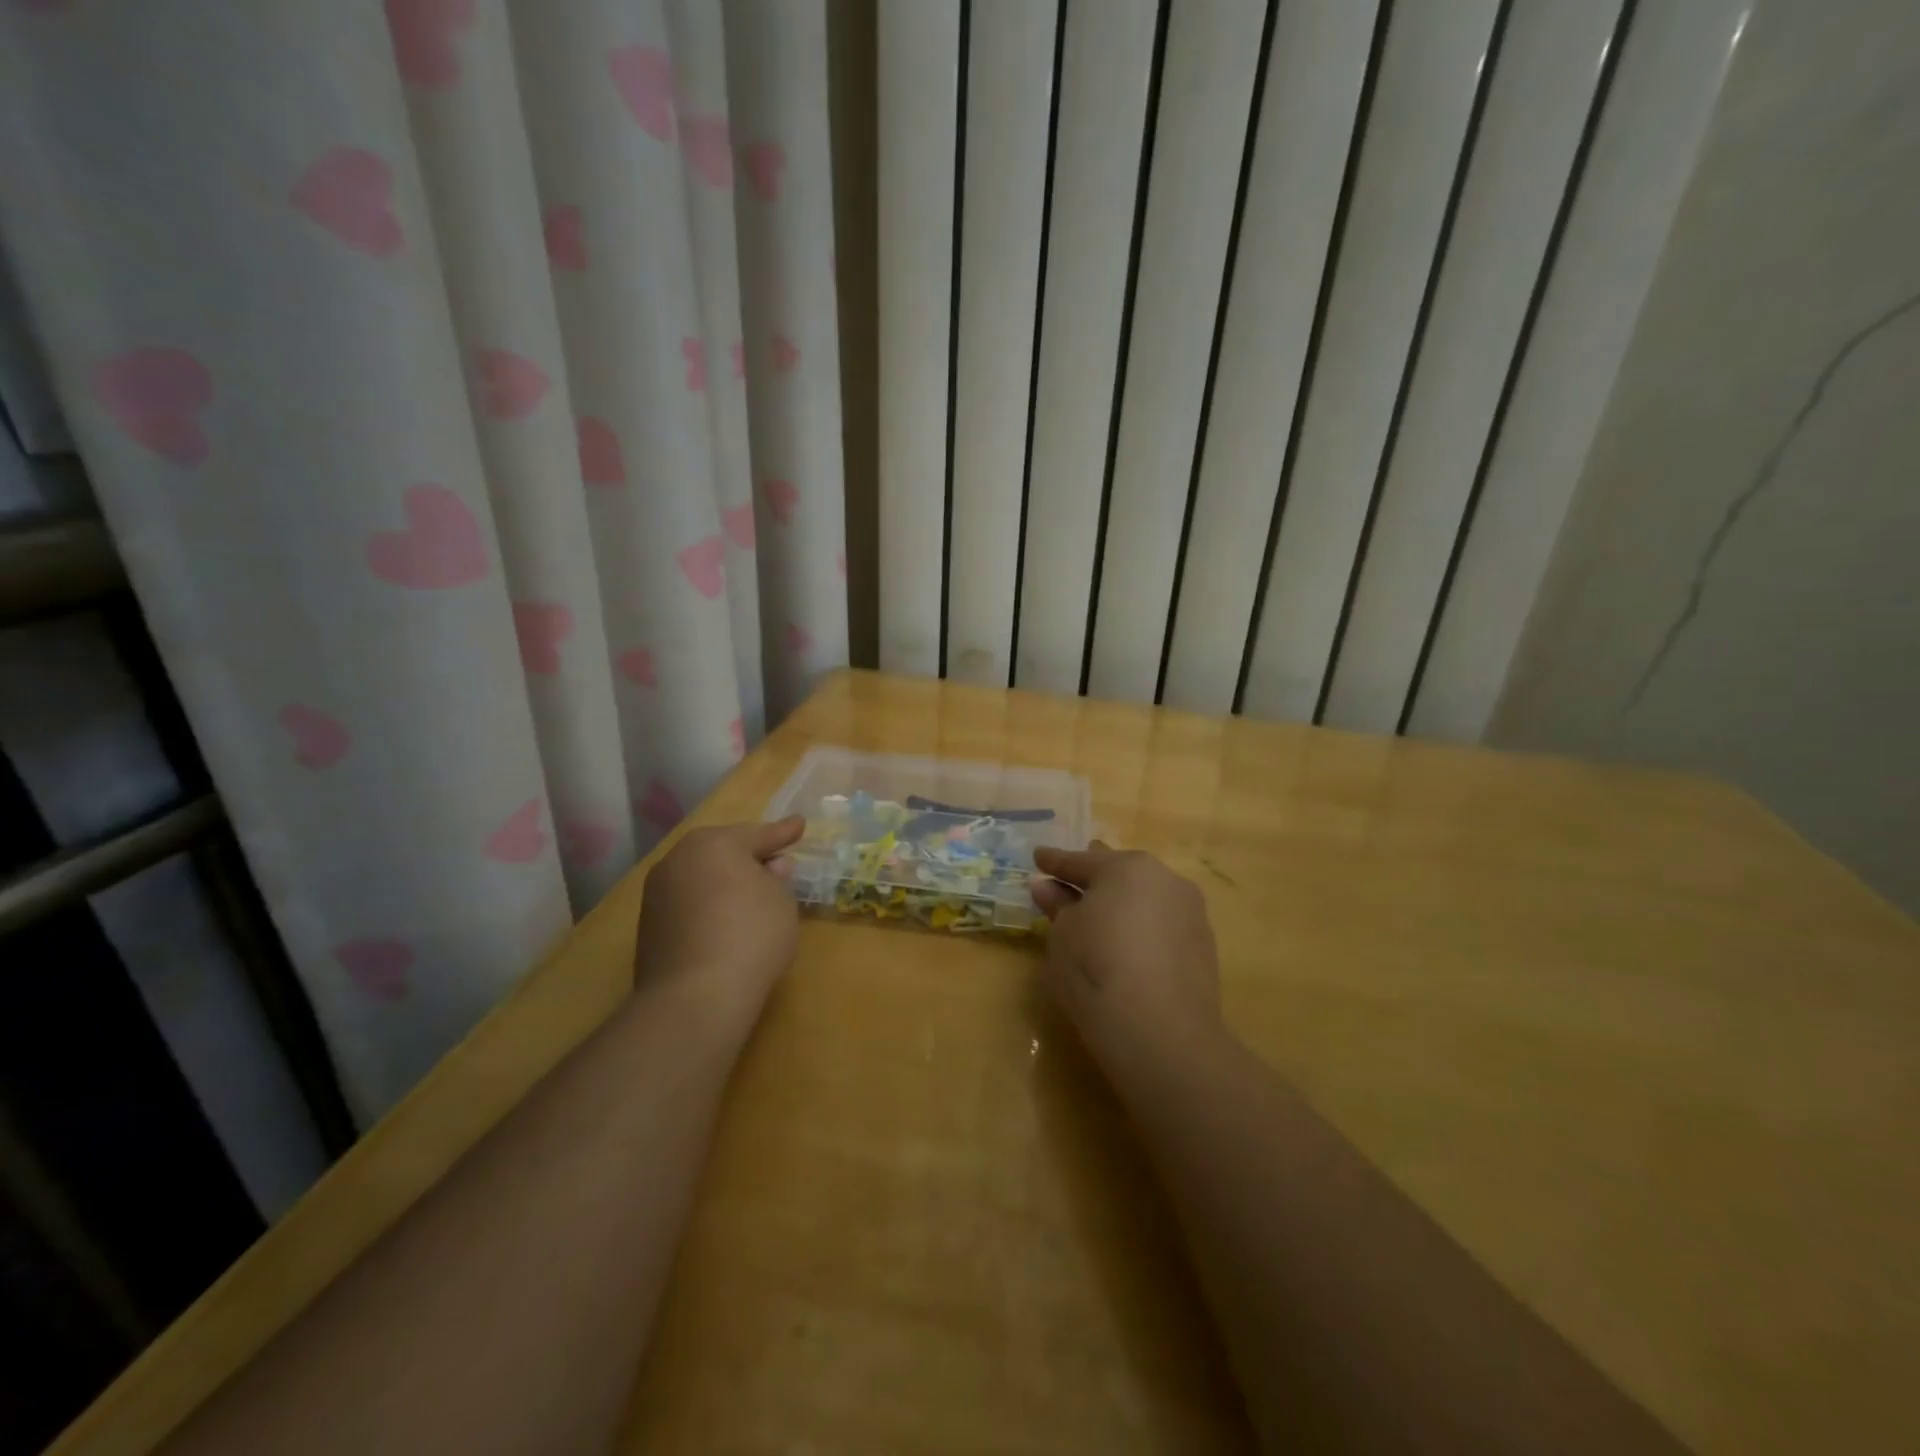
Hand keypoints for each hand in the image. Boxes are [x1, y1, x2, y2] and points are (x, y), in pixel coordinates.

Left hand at [634, 817, 804, 1027]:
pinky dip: (706, 906)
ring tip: (748, 894)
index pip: (757, 834)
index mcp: (714, 843)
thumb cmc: (751, 935)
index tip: (800, 824)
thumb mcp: (781, 902)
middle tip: (774, 860)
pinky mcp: (647, 927)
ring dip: (723, 882)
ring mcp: (656, 894)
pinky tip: (723, 921)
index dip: (783, 832)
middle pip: (721, 851)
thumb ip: (777, 878)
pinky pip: (687, 904)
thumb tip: (770, 867)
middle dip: (747, 855)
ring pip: (700, 877)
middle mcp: (678, 859)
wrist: (695, 997)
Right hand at [1031, 843, 1224, 1071]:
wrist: (1160, 1032)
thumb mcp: (1062, 935)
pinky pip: (1163, 925)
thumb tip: (1048, 887)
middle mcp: (1164, 879)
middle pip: (1120, 875)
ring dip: (1122, 904)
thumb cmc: (1096, 970)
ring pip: (1146, 899)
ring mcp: (1190, 912)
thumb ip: (1058, 906)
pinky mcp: (1204, 945)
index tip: (1037, 857)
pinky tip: (1128, 946)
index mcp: (1126, 867)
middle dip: (1094, 879)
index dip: (1054, 861)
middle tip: (1070, 883)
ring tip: (1100, 919)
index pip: (1080, 861)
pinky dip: (1142, 929)